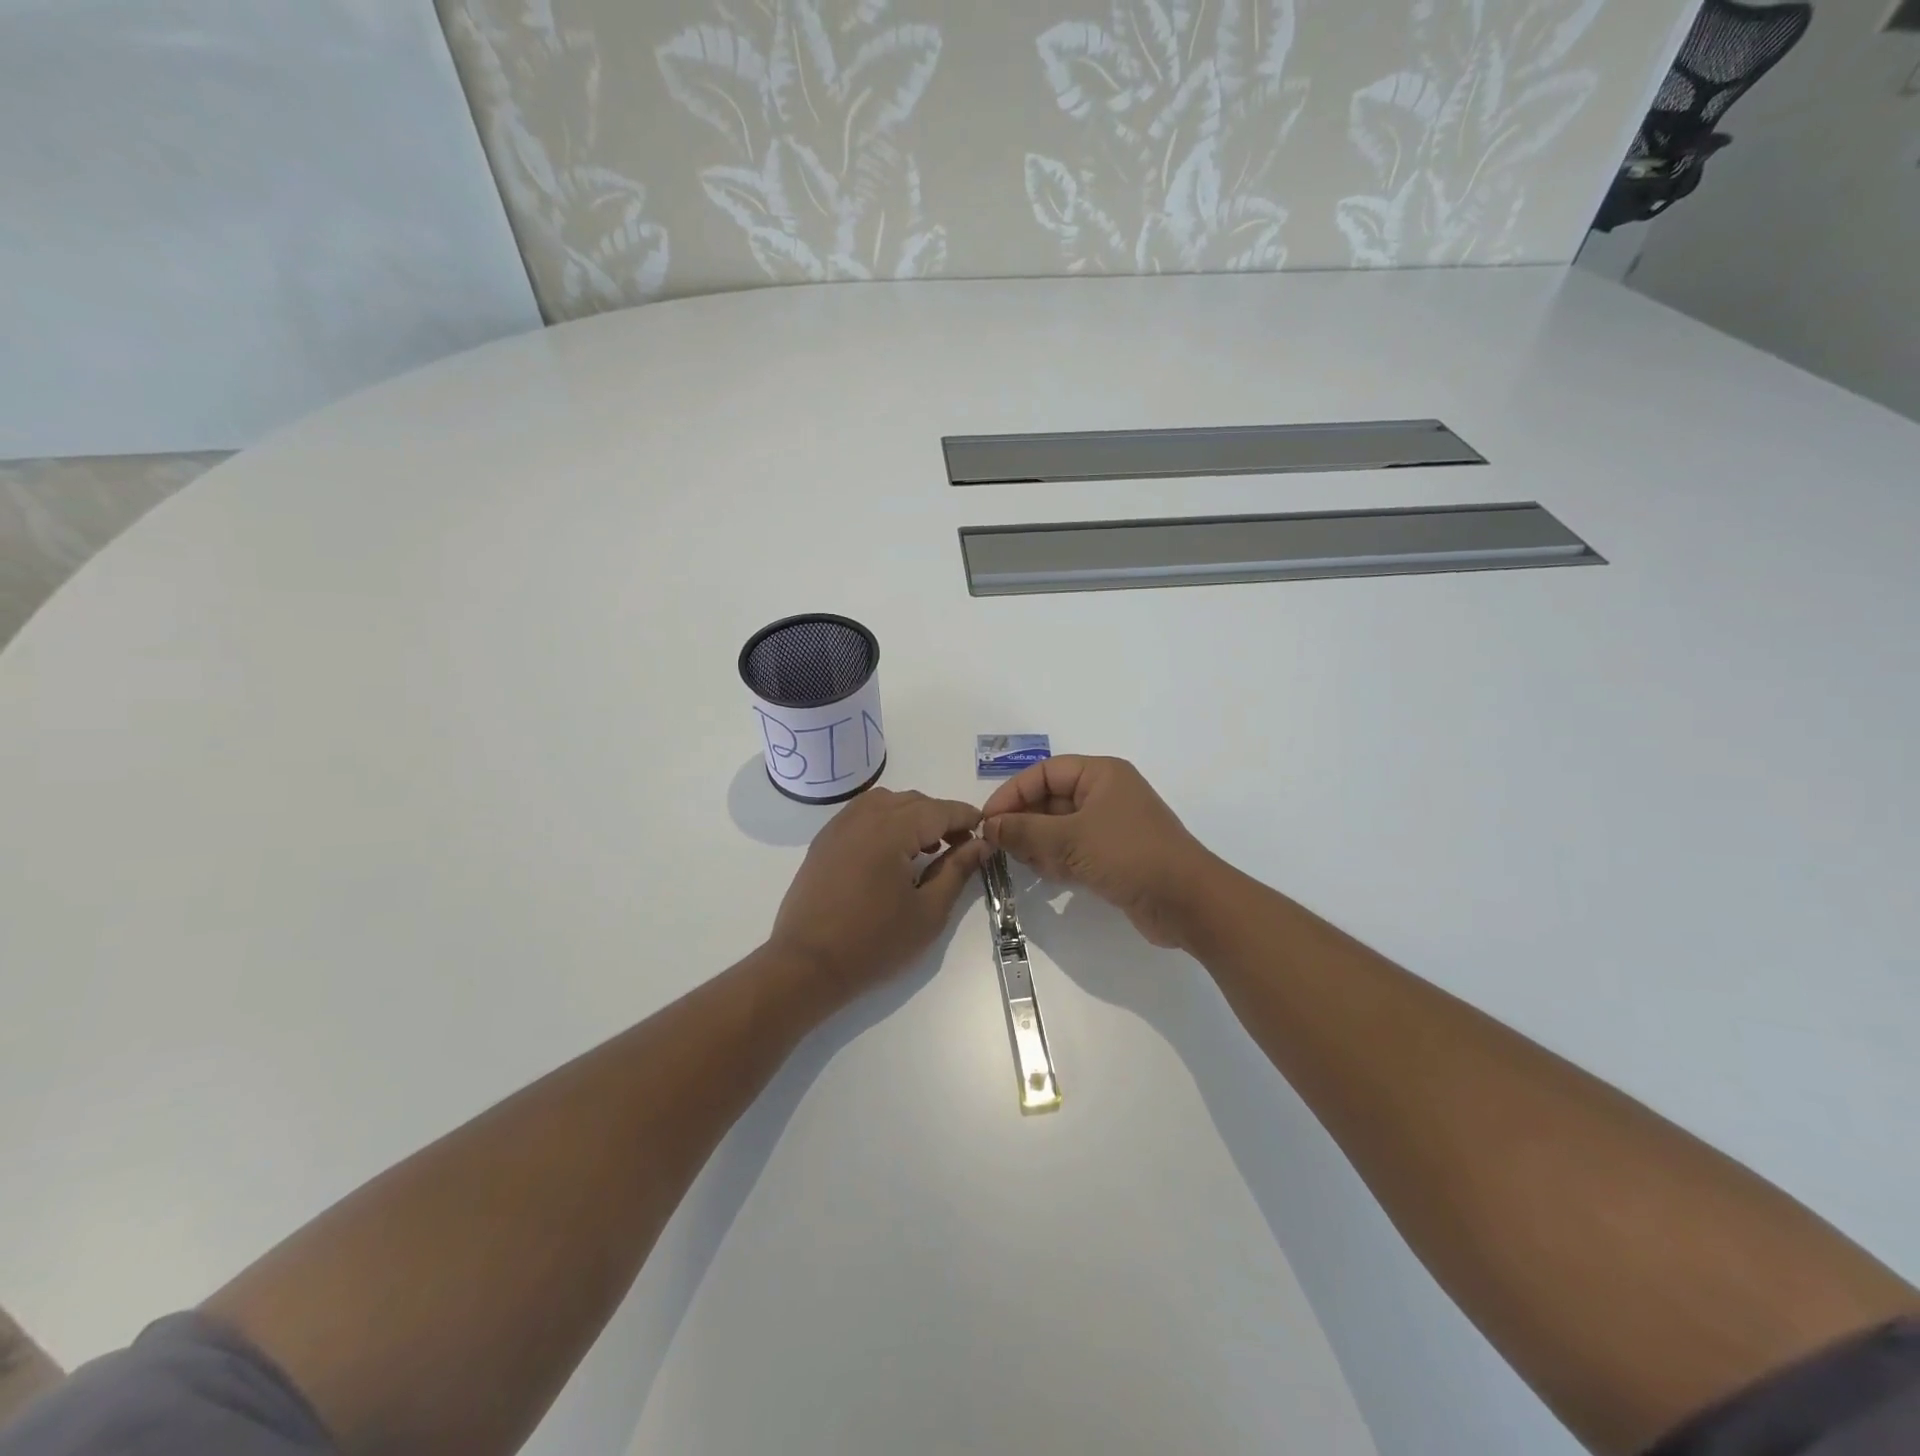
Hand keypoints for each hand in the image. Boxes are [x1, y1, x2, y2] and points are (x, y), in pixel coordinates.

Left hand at [769, 787, 988, 997]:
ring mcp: (839, 826)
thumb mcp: (928, 912)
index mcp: (892, 830)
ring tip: (925, 848)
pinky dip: (885, 820)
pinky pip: (862, 814)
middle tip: (959, 847)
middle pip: (914, 801)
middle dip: (941, 817)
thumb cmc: (874, 943)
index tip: (985, 832)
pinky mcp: (824, 841)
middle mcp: (864, 816)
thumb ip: (957, 871)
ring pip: (886, 802)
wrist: (807, 965)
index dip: (966, 818)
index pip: (940, 810)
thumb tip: (980, 844)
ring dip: (912, 815)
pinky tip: (892, 852)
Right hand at [981, 756, 1217, 947]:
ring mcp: (1110, 827)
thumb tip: (990, 826)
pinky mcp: (1113, 857)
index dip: (1013, 793)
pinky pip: (1073, 850)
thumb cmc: (1129, 855)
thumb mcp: (1070, 839)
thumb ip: (1025, 831)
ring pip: (1059, 828)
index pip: (1045, 773)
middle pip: (1050, 799)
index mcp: (1101, 774)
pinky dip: (1056, 860)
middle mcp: (1105, 794)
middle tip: (998, 846)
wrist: (1187, 902)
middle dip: (1024, 821)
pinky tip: (1045, 876)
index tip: (988, 820)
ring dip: (1038, 844)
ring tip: (1021, 863)